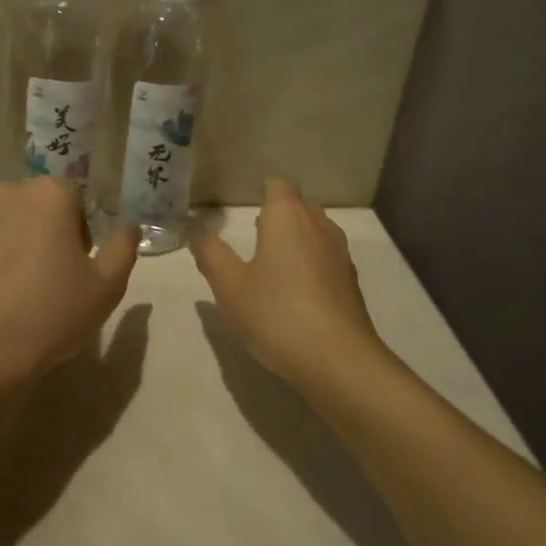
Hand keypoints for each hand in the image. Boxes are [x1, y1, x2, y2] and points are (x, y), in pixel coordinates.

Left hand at [0, 179, 140, 385]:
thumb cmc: (52, 313)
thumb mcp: (107, 286)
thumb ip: (123, 247)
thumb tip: (128, 227)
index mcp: (48, 194)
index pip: (74, 199)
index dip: (81, 232)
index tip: (79, 265)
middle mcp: (5, 194)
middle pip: (36, 206)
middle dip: (46, 231)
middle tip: (53, 275)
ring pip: (4, 224)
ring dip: (14, 243)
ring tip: (19, 287)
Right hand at [190, 178, 385, 386]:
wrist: (337, 359)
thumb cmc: (276, 314)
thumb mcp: (230, 287)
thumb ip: (211, 255)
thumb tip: (194, 230)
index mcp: (288, 217)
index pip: (277, 185)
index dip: (262, 188)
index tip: (245, 201)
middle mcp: (319, 226)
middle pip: (299, 205)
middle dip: (279, 211)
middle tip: (255, 229)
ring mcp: (340, 253)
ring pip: (316, 230)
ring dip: (297, 236)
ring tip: (273, 257)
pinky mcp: (351, 281)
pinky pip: (327, 256)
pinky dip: (311, 260)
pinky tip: (295, 287)